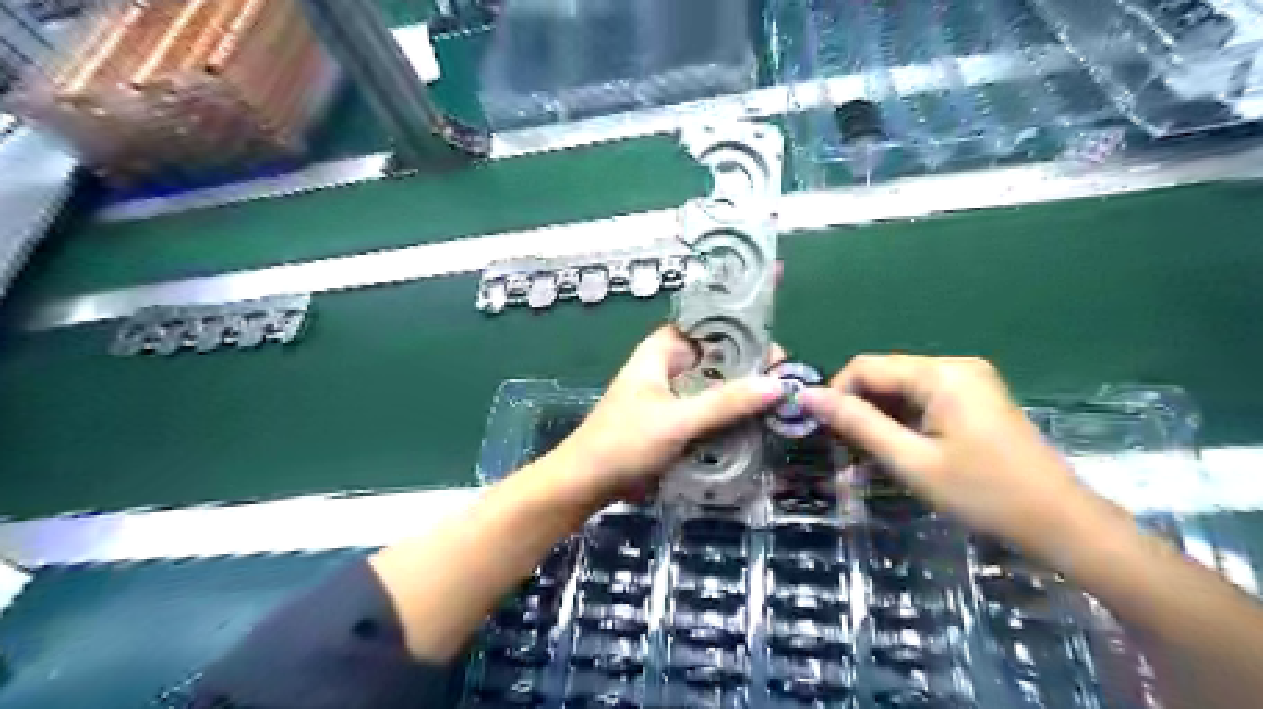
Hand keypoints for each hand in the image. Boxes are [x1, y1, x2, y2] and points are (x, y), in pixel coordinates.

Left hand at [552, 328, 786, 508]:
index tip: (773, 335)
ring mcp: (673, 396)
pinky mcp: (676, 422)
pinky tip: (759, 422)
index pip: (706, 323)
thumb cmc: (625, 442)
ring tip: (780, 400)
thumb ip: (726, 402)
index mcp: (662, 351)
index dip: (739, 324)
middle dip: (749, 364)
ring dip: (743, 392)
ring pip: (716, 386)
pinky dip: (731, 415)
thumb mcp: (678, 420)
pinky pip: (710, 411)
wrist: (587, 484)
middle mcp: (670, 367)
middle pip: (717, 357)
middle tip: (786, 377)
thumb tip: (779, 384)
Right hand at [803, 354, 1089, 547]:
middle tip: (844, 449)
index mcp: (940, 374)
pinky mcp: (975, 399)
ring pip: (901, 389)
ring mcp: (968, 381)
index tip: (824, 431)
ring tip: (867, 456)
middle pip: (884, 375)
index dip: (837, 394)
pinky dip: (902, 421)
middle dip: (858, 408)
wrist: (1060, 522)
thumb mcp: (911, 460)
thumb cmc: (983, 493)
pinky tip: (897, 449)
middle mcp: (954, 366)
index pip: (866, 366)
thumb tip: (808, 396)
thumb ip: (858, 424)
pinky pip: (923, 400)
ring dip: (879, 418)